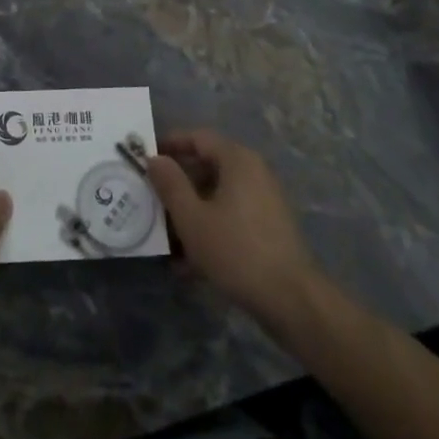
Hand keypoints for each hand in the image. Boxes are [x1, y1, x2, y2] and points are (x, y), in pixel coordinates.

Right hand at [147, 130, 321, 332]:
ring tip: (167, 240)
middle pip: (207, 167)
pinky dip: (210, 230)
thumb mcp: (192, 218)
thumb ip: (170, 184)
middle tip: (152, 202)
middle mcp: (254, 172)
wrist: (293, 301)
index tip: (145, 160)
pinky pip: (231, 217)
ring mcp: (264, 201)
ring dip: (191, 213)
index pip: (198, 137)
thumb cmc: (236, 250)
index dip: (169, 145)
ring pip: (217, 197)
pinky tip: (190, 264)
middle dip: (178, 186)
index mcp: (237, 160)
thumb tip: (154, 158)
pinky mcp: (269, 228)